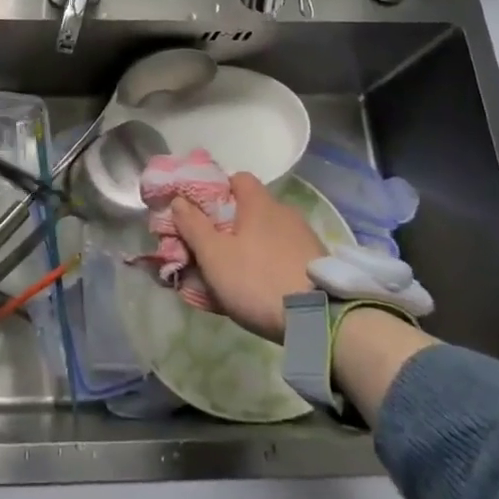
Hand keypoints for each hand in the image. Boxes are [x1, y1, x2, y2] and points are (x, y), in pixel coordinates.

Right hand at [168, 172, 325, 342]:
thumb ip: (193, 226)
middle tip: (214, 249)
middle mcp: (285, 212)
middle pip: (252, 209)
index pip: (238, 179)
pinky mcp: (318, 264)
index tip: (203, 212)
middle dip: (232, 225)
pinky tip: (263, 287)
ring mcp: (305, 238)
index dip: (219, 191)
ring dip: (252, 247)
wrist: (319, 319)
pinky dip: (271, 264)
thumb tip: (179, 200)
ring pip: (269, 234)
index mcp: (259, 203)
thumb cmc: (257, 279)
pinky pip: (285, 255)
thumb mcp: (214, 256)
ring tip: (237, 274)